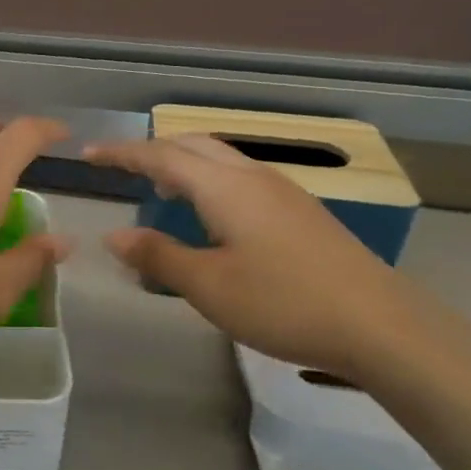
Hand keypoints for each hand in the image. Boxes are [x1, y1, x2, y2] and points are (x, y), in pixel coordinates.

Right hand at [86, 135, 428, 379]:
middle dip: (152, 150)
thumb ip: (158, 256)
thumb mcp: (209, 286)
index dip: (121, 153)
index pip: (160, 156)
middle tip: (120, 168)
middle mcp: (252, 176)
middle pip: (192, 144)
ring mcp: (282, 191)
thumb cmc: (284, 303)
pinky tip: (210, 213)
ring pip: (219, 157)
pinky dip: (208, 178)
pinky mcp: (300, 211)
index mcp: (224, 187)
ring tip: (159, 189)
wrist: (382, 325)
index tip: (88, 154)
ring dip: (182, 162)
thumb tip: (113, 235)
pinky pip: (239, 175)